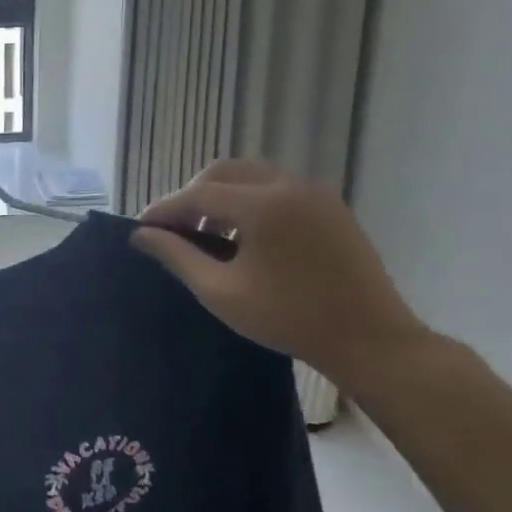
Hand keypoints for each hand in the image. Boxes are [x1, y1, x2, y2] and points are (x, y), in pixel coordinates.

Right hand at [130, 161, 428, 387]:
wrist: (370, 339)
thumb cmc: (288, 318)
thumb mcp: (221, 292)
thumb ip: (177, 257)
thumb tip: (141, 235)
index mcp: (262, 204)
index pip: (197, 194)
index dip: (165, 209)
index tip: (141, 228)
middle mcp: (288, 185)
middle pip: (223, 172)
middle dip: (192, 195)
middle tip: (174, 229)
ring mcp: (314, 193)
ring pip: (251, 175)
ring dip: (222, 195)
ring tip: (208, 232)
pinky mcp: (330, 206)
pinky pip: (277, 187)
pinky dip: (250, 200)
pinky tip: (244, 235)